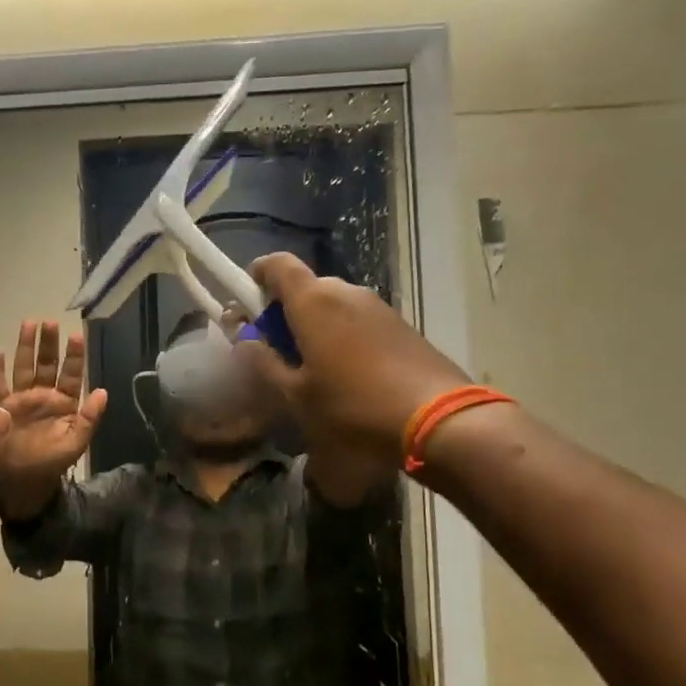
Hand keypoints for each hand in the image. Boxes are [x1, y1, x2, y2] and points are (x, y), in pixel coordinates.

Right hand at [0, 321, 107, 493]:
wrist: (22, 485)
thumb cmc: (51, 465)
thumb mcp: (75, 443)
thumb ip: (89, 418)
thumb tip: (104, 391)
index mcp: (64, 403)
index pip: (71, 374)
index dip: (74, 356)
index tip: (76, 335)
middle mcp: (43, 396)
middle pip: (46, 364)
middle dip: (49, 343)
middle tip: (50, 321)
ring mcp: (21, 400)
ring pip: (24, 367)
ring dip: (26, 347)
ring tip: (28, 323)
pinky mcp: (1, 407)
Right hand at [237, 254, 472, 462]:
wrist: (439, 421)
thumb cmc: (353, 407)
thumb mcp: (296, 395)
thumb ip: (265, 363)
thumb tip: (247, 340)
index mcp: (313, 301)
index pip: (276, 264)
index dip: (257, 276)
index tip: (247, 302)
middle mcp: (346, 291)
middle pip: (305, 287)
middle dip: (285, 311)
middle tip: (276, 350)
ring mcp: (378, 307)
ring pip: (334, 305)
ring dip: (316, 326)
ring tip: (313, 369)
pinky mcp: (401, 325)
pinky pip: (359, 320)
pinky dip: (343, 336)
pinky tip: (348, 376)